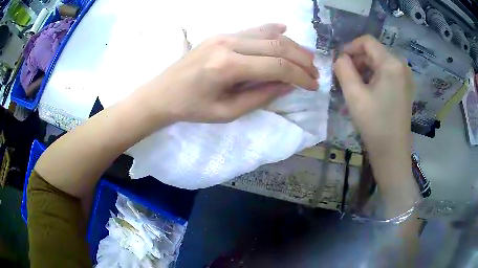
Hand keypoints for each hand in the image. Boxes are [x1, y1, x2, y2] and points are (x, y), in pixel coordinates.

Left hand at [139, 23, 317, 122]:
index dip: (300, 76)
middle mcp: (228, 44)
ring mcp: (224, 35)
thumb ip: (261, 97)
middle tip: (315, 72)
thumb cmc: (192, 108)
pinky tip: (285, 30)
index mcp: (227, 67)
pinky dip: (272, 30)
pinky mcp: (221, 34)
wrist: (163, 92)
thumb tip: (289, 85)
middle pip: (277, 46)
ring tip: (307, 57)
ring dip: (292, 45)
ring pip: (268, 35)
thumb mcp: (227, 112)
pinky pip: (253, 29)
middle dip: (301, 59)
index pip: (276, 66)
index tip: (313, 85)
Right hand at [334, 35, 413, 157]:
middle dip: (357, 60)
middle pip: (374, 52)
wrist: (392, 152)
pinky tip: (366, 91)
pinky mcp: (405, 88)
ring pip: (379, 63)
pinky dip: (374, 77)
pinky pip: (386, 73)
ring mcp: (405, 77)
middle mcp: (401, 66)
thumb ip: (343, 69)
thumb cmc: (374, 124)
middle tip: (344, 76)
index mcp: (391, 64)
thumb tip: (340, 58)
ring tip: (353, 86)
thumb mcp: (354, 94)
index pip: (367, 41)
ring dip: (364, 69)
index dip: (350, 47)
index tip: (339, 61)